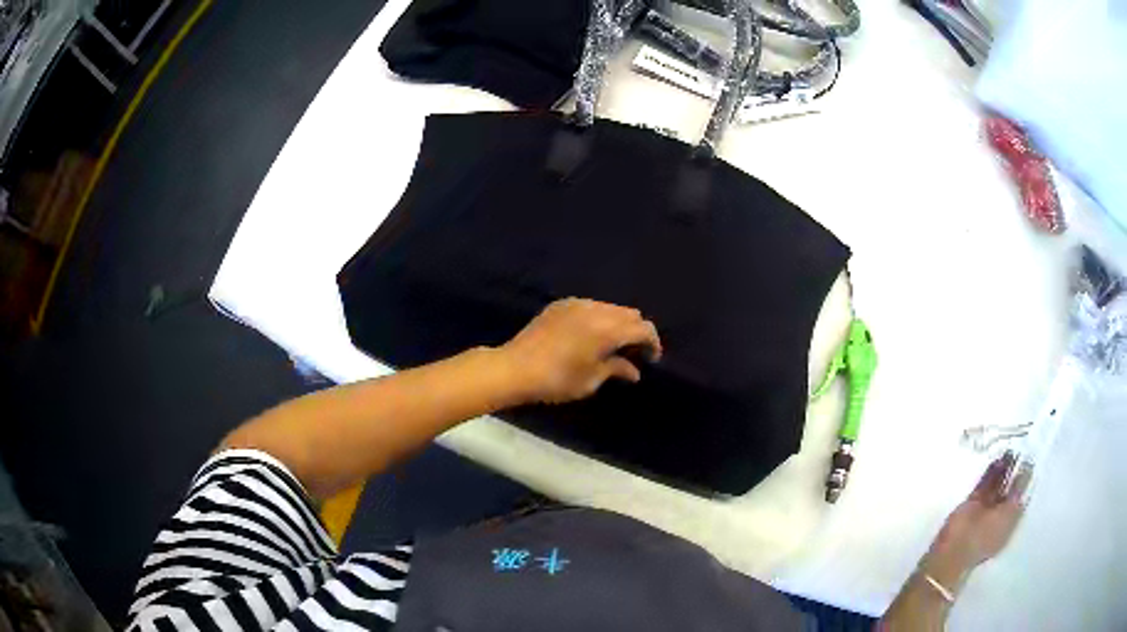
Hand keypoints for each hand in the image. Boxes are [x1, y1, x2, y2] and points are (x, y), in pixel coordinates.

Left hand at [499, 298, 661, 403]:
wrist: (515, 368)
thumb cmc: (557, 380)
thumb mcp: (590, 380)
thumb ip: (616, 369)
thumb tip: (635, 371)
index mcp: (608, 330)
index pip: (643, 328)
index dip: (653, 343)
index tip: (651, 359)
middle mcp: (596, 310)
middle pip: (629, 313)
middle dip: (636, 331)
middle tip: (633, 352)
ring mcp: (577, 304)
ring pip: (610, 307)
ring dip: (618, 323)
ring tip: (611, 344)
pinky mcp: (560, 305)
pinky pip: (590, 306)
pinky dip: (598, 317)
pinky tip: (589, 335)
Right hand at [926, 452, 1030, 583]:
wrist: (954, 549)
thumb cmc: (985, 537)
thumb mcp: (1008, 515)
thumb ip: (1018, 492)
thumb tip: (1028, 469)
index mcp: (1009, 523)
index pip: (1020, 498)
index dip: (1026, 481)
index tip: (1032, 460)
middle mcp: (998, 515)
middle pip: (1009, 490)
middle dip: (1015, 472)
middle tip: (1023, 449)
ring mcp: (984, 509)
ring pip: (997, 485)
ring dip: (1003, 469)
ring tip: (1011, 449)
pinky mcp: (972, 502)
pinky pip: (985, 484)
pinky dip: (991, 472)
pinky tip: (998, 457)